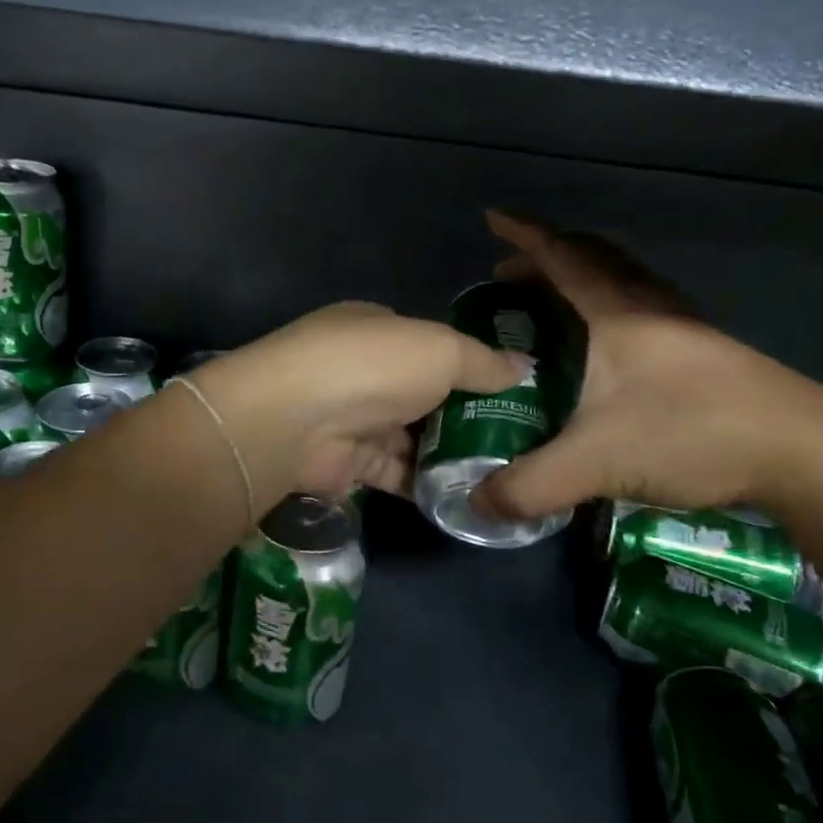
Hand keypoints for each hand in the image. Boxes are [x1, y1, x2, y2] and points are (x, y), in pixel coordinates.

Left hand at [191, 302, 527, 506]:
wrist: (295, 420)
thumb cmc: (373, 366)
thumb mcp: (441, 350)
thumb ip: (483, 362)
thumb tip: (526, 366)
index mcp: (378, 328)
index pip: (432, 345)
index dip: (471, 364)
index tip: (512, 389)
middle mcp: (364, 370)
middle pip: (424, 393)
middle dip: (465, 414)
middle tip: (518, 438)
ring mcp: (354, 416)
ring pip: (412, 436)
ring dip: (449, 454)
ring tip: (503, 471)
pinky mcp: (348, 462)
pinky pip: (396, 472)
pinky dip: (426, 483)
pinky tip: (466, 495)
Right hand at [474, 212, 822, 521]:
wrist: (807, 452)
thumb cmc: (691, 433)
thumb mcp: (596, 462)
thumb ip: (529, 485)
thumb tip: (478, 504)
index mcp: (617, 312)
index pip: (560, 256)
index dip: (523, 234)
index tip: (493, 218)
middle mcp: (650, 306)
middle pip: (593, 259)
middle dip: (546, 257)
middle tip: (510, 276)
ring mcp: (685, 327)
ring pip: (624, 281)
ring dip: (583, 278)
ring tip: (553, 304)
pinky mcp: (708, 353)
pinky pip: (645, 307)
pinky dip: (611, 307)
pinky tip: (610, 347)